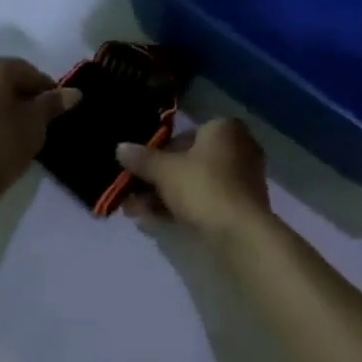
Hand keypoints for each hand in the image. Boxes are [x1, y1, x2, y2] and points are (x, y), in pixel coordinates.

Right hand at [116, 119, 271, 239]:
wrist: (239, 233)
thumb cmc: (202, 187)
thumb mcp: (164, 171)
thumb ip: (142, 159)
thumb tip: (120, 148)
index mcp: (224, 129)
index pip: (183, 136)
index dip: (155, 154)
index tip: (136, 171)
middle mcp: (238, 148)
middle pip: (187, 162)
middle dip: (156, 180)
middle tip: (130, 195)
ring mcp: (241, 179)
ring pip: (194, 184)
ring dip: (162, 197)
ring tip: (134, 212)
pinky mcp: (240, 206)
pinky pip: (204, 201)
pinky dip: (180, 208)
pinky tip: (152, 221)